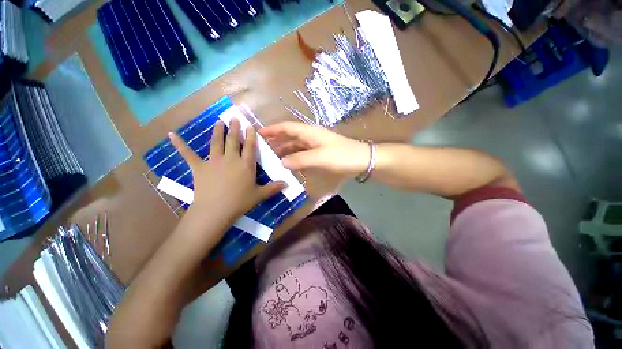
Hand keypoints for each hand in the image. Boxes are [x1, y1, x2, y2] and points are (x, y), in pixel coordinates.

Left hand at [169, 119, 285, 221]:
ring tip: (219, 122)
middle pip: (233, 140)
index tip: (251, 126)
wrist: (215, 211)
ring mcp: (214, 161)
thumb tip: (287, 184)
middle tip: (234, 118)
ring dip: (218, 131)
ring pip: (216, 142)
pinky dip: (180, 144)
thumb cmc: (240, 202)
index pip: (250, 147)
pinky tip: (172, 134)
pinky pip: (188, 154)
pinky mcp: (199, 167)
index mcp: (246, 164)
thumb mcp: (260, 195)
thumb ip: (273, 188)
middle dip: (235, 129)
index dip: (251, 136)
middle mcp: (231, 159)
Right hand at [260, 122, 369, 176]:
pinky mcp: (320, 153)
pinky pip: (303, 153)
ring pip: (296, 145)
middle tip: (263, 148)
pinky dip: (294, 157)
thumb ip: (300, 159)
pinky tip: (290, 163)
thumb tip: (282, 162)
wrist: (362, 160)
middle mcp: (311, 136)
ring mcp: (316, 145)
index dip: (273, 129)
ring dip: (285, 150)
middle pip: (290, 136)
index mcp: (310, 132)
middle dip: (277, 140)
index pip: (287, 127)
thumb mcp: (320, 157)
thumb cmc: (341, 156)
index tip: (259, 133)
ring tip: (273, 158)